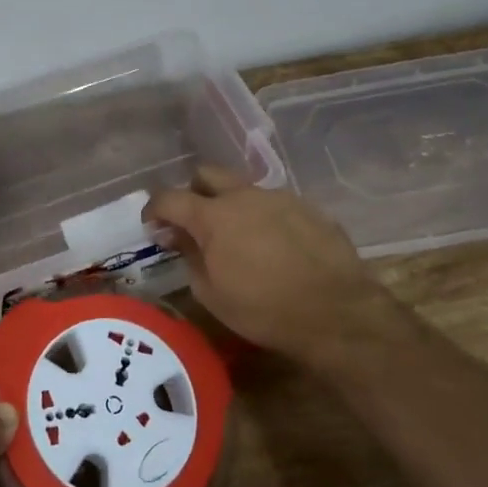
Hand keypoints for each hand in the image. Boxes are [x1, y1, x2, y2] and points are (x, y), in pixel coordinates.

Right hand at [146, 165, 391, 371]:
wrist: (335, 312)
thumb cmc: (263, 309)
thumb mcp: (211, 294)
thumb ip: (189, 256)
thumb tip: (176, 236)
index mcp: (213, 215)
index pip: (169, 198)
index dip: (154, 209)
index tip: (152, 225)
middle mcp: (244, 195)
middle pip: (207, 174)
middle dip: (193, 192)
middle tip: (195, 222)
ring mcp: (279, 197)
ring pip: (244, 188)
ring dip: (232, 205)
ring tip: (240, 239)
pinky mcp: (308, 207)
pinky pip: (275, 204)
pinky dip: (264, 218)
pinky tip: (275, 247)